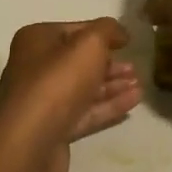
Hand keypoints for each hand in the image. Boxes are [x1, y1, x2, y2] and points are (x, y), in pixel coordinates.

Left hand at [0, 19, 142, 171]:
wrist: (32, 141)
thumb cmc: (59, 82)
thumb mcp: (89, 44)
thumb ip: (108, 30)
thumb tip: (119, 32)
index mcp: (36, 41)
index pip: (74, 30)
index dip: (102, 33)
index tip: (128, 41)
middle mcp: (34, 68)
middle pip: (78, 61)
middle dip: (109, 63)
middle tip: (135, 67)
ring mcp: (43, 101)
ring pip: (83, 88)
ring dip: (112, 85)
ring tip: (139, 84)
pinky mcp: (53, 128)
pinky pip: (85, 112)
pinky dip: (109, 105)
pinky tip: (134, 101)